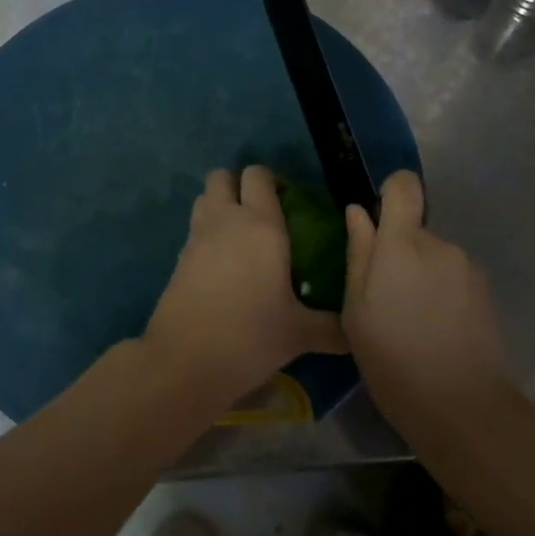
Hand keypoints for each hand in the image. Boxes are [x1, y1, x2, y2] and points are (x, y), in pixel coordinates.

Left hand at [143, 167, 344, 406]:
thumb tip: (355, 332)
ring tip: (242, 234)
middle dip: (240, 184)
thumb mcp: (300, 334)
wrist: (185, 360)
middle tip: (262, 212)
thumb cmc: (250, 336)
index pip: (259, 175)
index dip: (273, 180)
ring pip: (205, 198)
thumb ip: (332, 327)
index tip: (290, 203)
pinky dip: (208, 232)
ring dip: (221, 204)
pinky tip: (225, 264)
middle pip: (222, 176)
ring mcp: (197, 236)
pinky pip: (195, 227)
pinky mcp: (178, 257)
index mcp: (261, 225)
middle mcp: (225, 220)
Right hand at [343, 170, 513, 450]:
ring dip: (420, 275)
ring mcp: (468, 268)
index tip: (377, 219)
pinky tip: (436, 330)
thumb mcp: (356, 311)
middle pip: (414, 229)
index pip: (404, 186)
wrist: (463, 407)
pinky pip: (453, 277)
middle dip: (398, 253)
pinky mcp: (486, 292)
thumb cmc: (392, 359)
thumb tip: (358, 213)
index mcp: (402, 245)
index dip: (390, 191)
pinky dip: (441, 293)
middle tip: (384, 298)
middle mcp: (440, 245)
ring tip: (411, 321)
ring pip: (434, 256)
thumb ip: (358, 254)